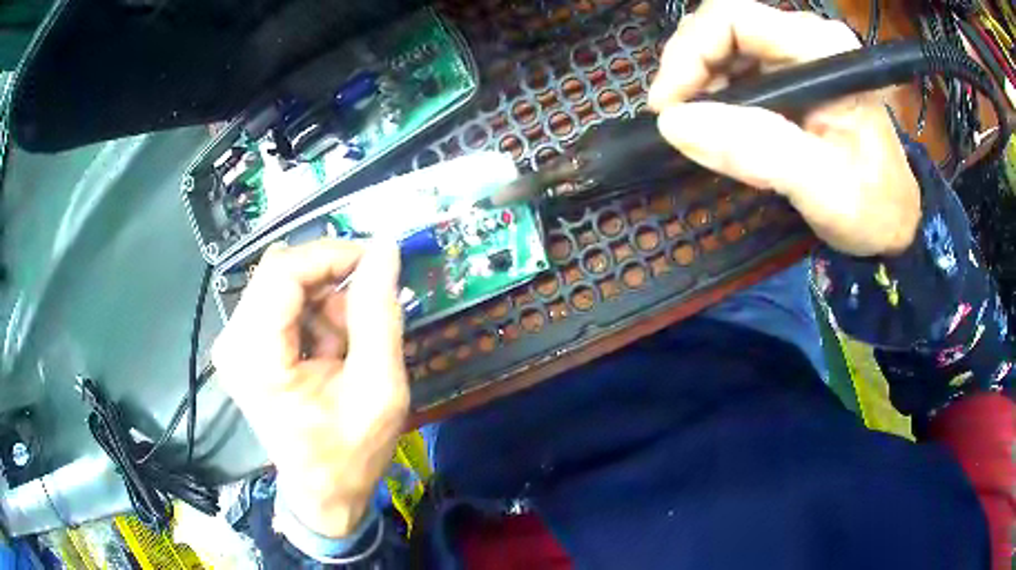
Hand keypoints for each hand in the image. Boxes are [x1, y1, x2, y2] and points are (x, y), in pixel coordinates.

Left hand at [213, 239, 407, 537]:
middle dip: (331, 283)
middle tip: (367, 315)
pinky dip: (314, 315)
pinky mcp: (244, 344)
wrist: (323, 491)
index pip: (284, 271)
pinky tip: (330, 350)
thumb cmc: (350, 453)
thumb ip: (380, 315)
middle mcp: (234, 341)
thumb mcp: (379, 388)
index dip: (333, 254)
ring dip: (325, 302)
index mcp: (256, 356)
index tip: (377, 262)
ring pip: (284, 283)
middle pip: (282, 272)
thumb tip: (386, 250)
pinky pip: (281, 302)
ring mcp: (235, 342)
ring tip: (349, 347)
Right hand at [648, 0, 919, 256]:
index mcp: (823, 50)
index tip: (668, 107)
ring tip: (701, 130)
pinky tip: (722, 127)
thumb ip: (757, 152)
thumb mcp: (822, 187)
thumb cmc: (872, 207)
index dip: (689, 52)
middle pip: (723, 27)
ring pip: (724, 46)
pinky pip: (736, 68)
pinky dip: (716, 95)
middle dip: (690, 69)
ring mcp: (798, 55)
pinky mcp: (792, 74)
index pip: (733, 18)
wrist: (893, 222)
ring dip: (700, 84)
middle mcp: (807, 39)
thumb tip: (676, 124)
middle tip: (678, 121)